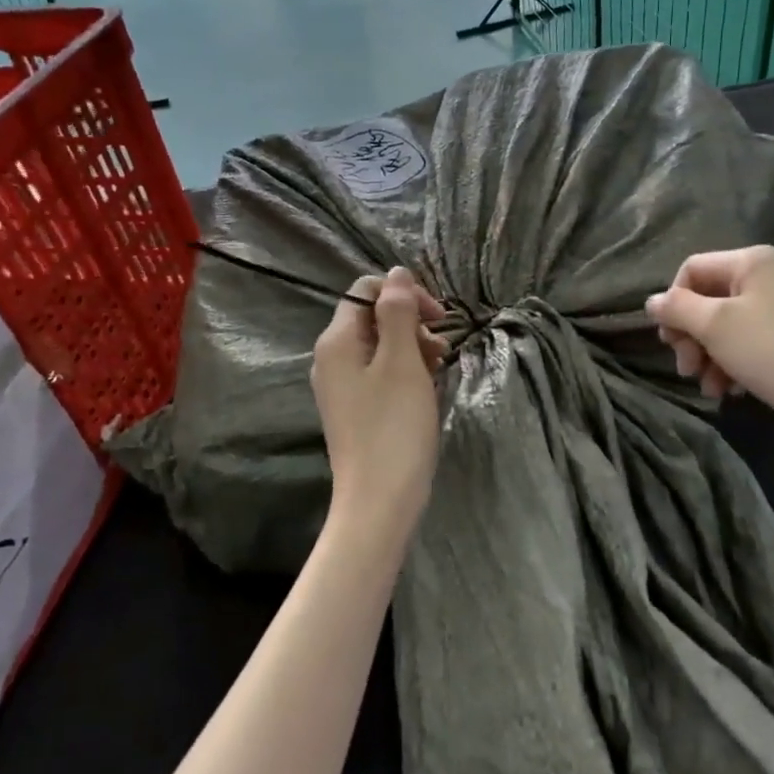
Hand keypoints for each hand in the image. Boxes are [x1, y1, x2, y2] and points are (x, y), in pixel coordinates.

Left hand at [312, 267, 446, 536]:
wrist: (379, 501)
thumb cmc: (394, 427)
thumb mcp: (402, 361)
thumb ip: (398, 312)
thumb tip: (397, 272)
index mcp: (336, 341)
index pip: (366, 290)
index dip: (404, 294)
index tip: (438, 317)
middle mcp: (331, 359)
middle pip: (372, 318)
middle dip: (411, 322)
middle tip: (441, 347)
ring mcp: (341, 387)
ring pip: (380, 347)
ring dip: (412, 347)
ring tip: (439, 368)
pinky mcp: (355, 410)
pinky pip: (380, 374)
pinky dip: (405, 372)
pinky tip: (426, 387)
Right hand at [646, 246, 773, 456]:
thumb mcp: (716, 327)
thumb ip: (678, 309)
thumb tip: (652, 301)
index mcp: (753, 261)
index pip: (692, 270)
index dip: (673, 303)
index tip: (670, 341)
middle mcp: (773, 275)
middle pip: (710, 299)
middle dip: (692, 336)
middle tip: (686, 369)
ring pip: (730, 325)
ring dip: (710, 356)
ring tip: (709, 388)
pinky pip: (754, 342)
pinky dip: (735, 363)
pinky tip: (732, 390)